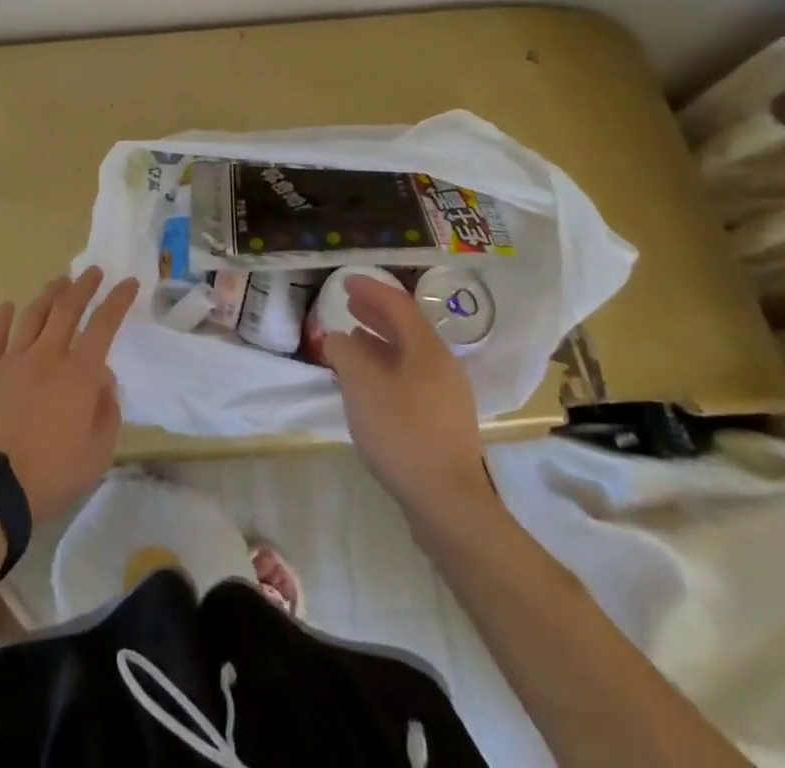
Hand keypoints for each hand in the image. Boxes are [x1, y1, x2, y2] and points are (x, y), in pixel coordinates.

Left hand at [0, 267, 139, 520]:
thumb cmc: (51, 475)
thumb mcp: (97, 453)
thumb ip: (107, 412)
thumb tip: (103, 381)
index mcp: (78, 375)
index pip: (104, 325)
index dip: (118, 301)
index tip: (128, 283)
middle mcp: (47, 356)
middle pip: (67, 309)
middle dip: (83, 286)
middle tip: (92, 272)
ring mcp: (12, 361)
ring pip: (33, 316)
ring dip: (49, 295)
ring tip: (58, 282)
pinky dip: (2, 317)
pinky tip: (8, 306)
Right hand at [326, 275, 493, 520]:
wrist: (447, 503)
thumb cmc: (402, 433)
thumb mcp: (361, 385)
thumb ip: (345, 353)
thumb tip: (338, 338)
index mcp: (427, 350)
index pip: (398, 305)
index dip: (371, 289)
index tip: (345, 281)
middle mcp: (442, 366)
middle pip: (407, 328)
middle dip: (376, 313)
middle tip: (348, 304)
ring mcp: (446, 396)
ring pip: (409, 355)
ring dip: (380, 341)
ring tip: (353, 338)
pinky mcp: (442, 422)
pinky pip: (410, 378)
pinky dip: (387, 368)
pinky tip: (369, 383)